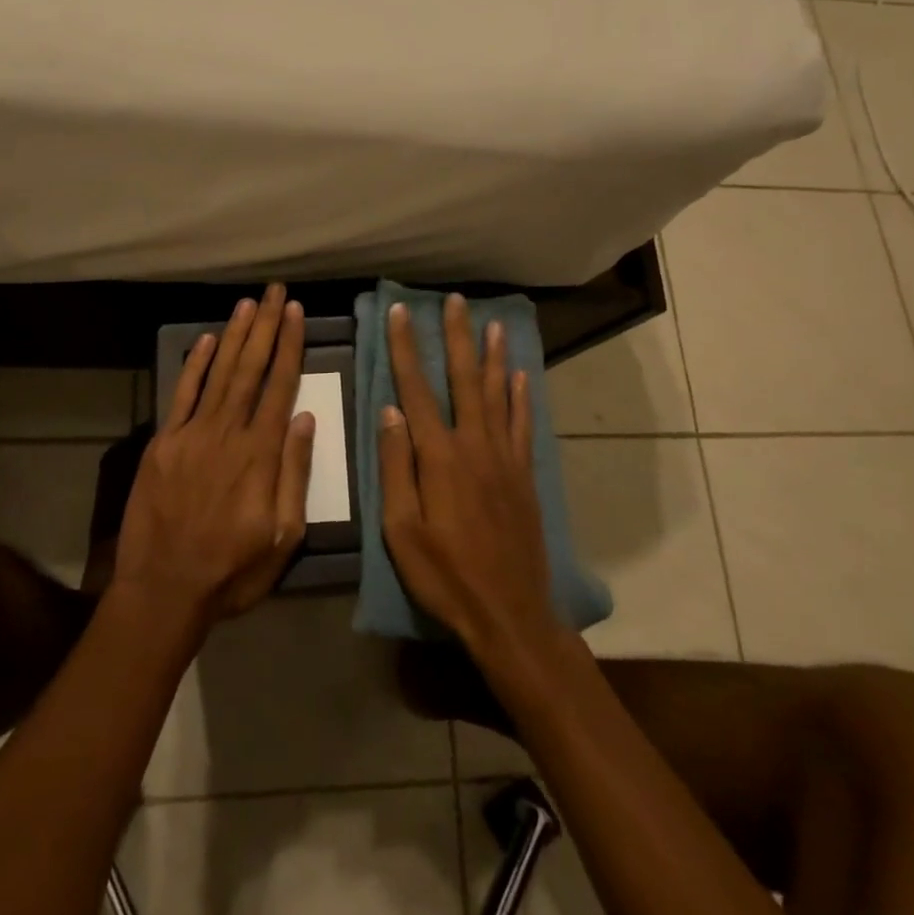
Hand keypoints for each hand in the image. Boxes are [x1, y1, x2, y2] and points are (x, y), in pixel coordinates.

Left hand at [112, 284, 314, 626]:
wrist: (164, 590)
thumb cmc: (232, 570)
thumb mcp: (284, 536)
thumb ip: (294, 473)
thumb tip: (304, 417)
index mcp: (260, 454)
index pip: (280, 386)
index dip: (289, 346)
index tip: (295, 313)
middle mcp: (227, 433)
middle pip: (250, 369)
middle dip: (264, 327)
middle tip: (274, 292)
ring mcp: (191, 434)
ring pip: (217, 373)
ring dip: (233, 336)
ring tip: (247, 304)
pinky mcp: (162, 443)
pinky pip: (181, 395)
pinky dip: (193, 365)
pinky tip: (204, 340)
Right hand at [379, 294, 564, 659]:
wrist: (510, 614)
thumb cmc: (445, 575)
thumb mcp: (401, 530)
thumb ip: (395, 467)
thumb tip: (389, 411)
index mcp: (439, 457)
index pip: (416, 390)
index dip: (406, 349)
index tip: (400, 314)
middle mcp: (475, 446)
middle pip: (465, 380)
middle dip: (457, 337)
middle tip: (455, 301)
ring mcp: (505, 459)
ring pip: (499, 394)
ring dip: (493, 356)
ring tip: (492, 323)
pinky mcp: (524, 476)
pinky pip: (523, 424)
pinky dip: (521, 396)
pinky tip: (520, 375)